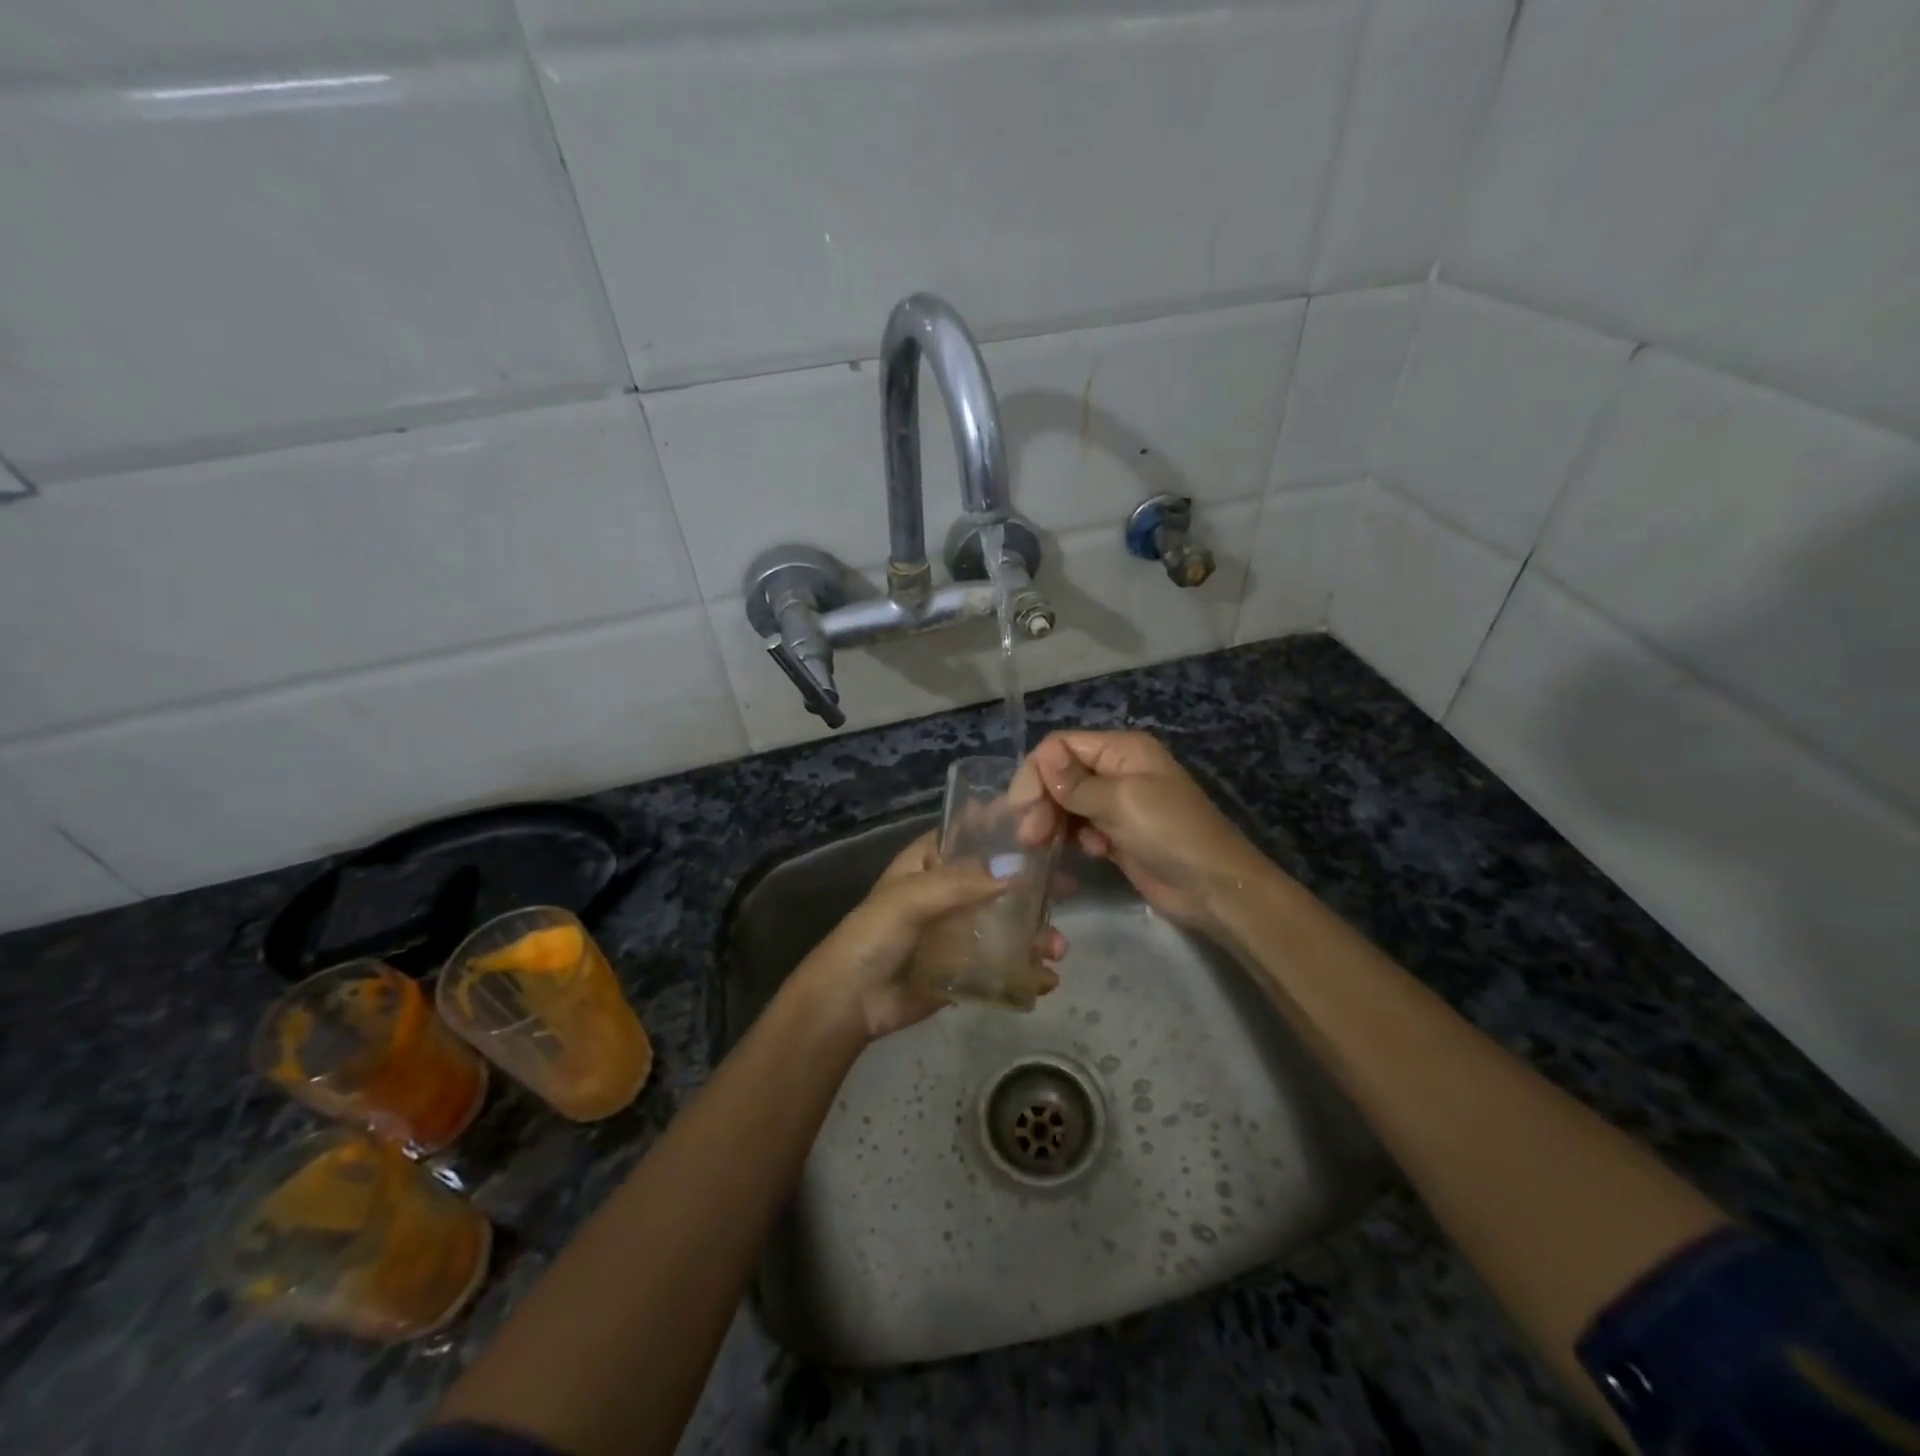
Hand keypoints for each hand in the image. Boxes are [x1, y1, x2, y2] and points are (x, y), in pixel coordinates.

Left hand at [793, 831, 1066, 1040]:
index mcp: (930, 862)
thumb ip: (959, 883)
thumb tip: (1017, 871)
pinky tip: (1046, 978)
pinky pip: (1003, 962)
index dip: (1005, 826)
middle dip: (1034, 884)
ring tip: (1057, 948)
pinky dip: (1027, 968)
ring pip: (1008, 921)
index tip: (1046, 824)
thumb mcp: (909, 899)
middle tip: (1068, 889)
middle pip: (1000, 877)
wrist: (850, 1003)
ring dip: (1036, 931)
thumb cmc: (872, 937)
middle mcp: (949, 890)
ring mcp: (959, 930)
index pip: (972, 833)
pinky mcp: (966, 966)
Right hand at [1010, 731, 1270, 932]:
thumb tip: (1042, 755)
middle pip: (1061, 775)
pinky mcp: (1117, 835)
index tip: (1021, 809)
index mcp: (1122, 750)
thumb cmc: (1170, 834)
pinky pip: (1081, 829)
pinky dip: (1076, 839)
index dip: (1037, 773)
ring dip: (1053, 822)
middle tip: (1029, 837)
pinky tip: (1090, 853)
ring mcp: (1117, 804)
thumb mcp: (1122, 802)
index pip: (1061, 746)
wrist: (1214, 888)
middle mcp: (1117, 771)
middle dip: (1042, 801)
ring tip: (1043, 848)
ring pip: (1067, 804)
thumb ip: (1077, 783)